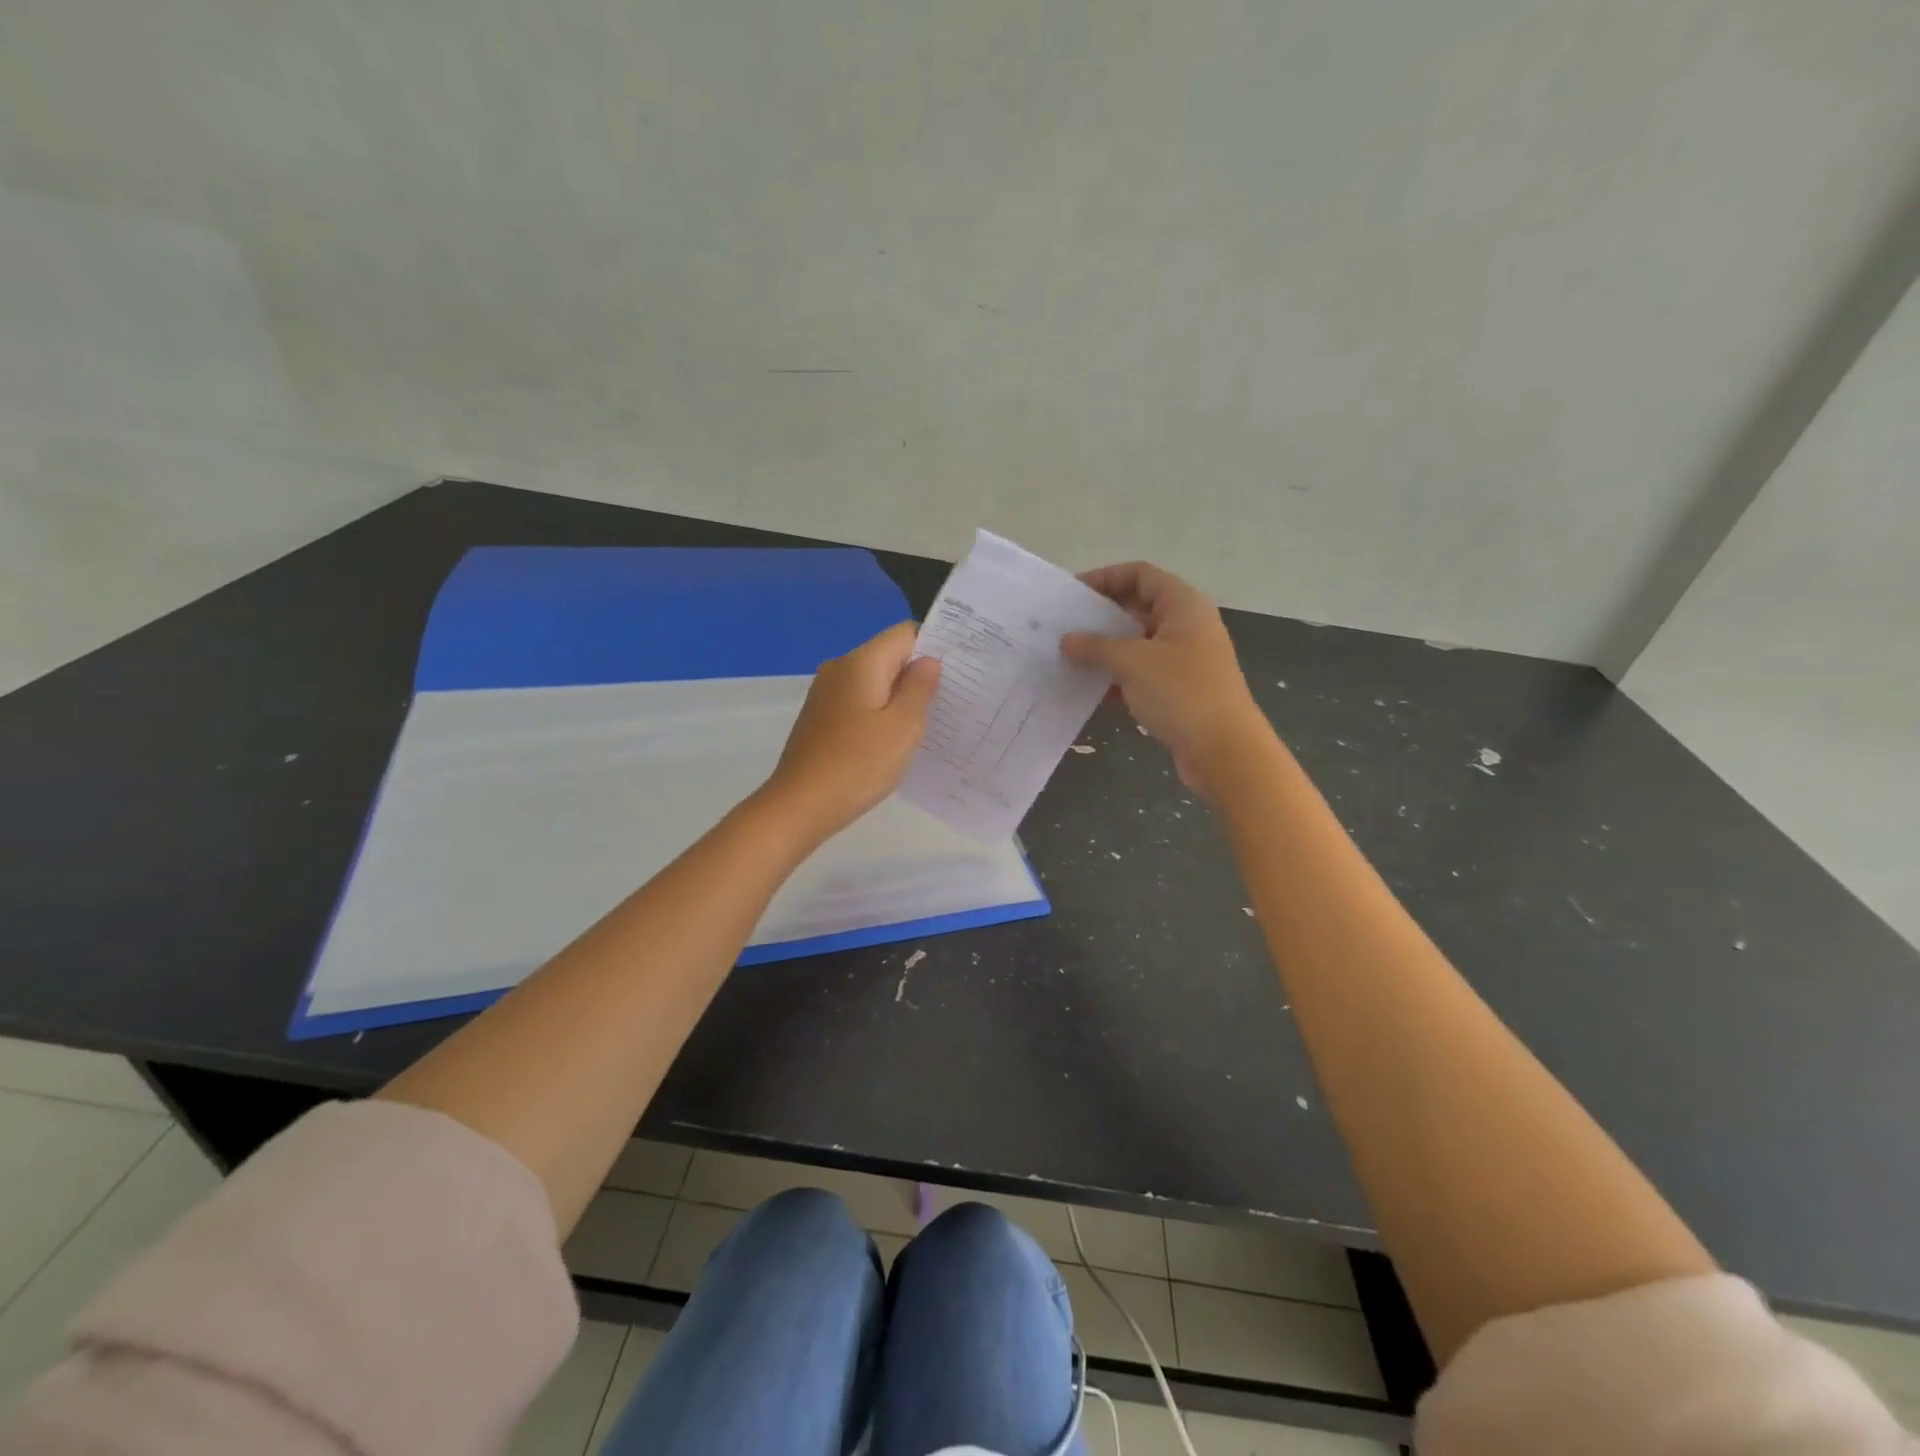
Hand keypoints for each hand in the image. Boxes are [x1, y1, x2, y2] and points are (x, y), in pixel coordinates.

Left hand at [759, 621, 941, 840]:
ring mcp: (826, 693)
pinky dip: (880, 711)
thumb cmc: (858, 764)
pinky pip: (860, 701)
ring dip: (900, 695)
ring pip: (874, 680)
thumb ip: (920, 688)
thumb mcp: (903, 727)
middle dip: (919, 672)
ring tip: (929, 720)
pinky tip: (894, 738)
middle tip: (953, 697)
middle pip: (889, 655)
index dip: (934, 645)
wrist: (800, 806)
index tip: (960, 668)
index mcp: (861, 662)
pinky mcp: (821, 717)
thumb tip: (928, 661)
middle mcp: (840, 668)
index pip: (905, 633)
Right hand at [1061, 562, 1267, 798]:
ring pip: (1139, 643)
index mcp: (1183, 605)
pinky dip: (1118, 677)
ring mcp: (1186, 659)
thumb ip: (1096, 647)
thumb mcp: (1132, 663)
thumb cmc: (1181, 693)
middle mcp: (1187, 626)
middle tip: (1065, 627)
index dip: (1106, 577)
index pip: (1141, 574)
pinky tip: (1091, 690)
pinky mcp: (1180, 690)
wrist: (1224, 750)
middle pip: (1139, 607)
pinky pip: (1143, 673)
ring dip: (1107, 649)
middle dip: (1102, 616)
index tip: (1073, 594)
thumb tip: (1067, 640)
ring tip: (1070, 658)